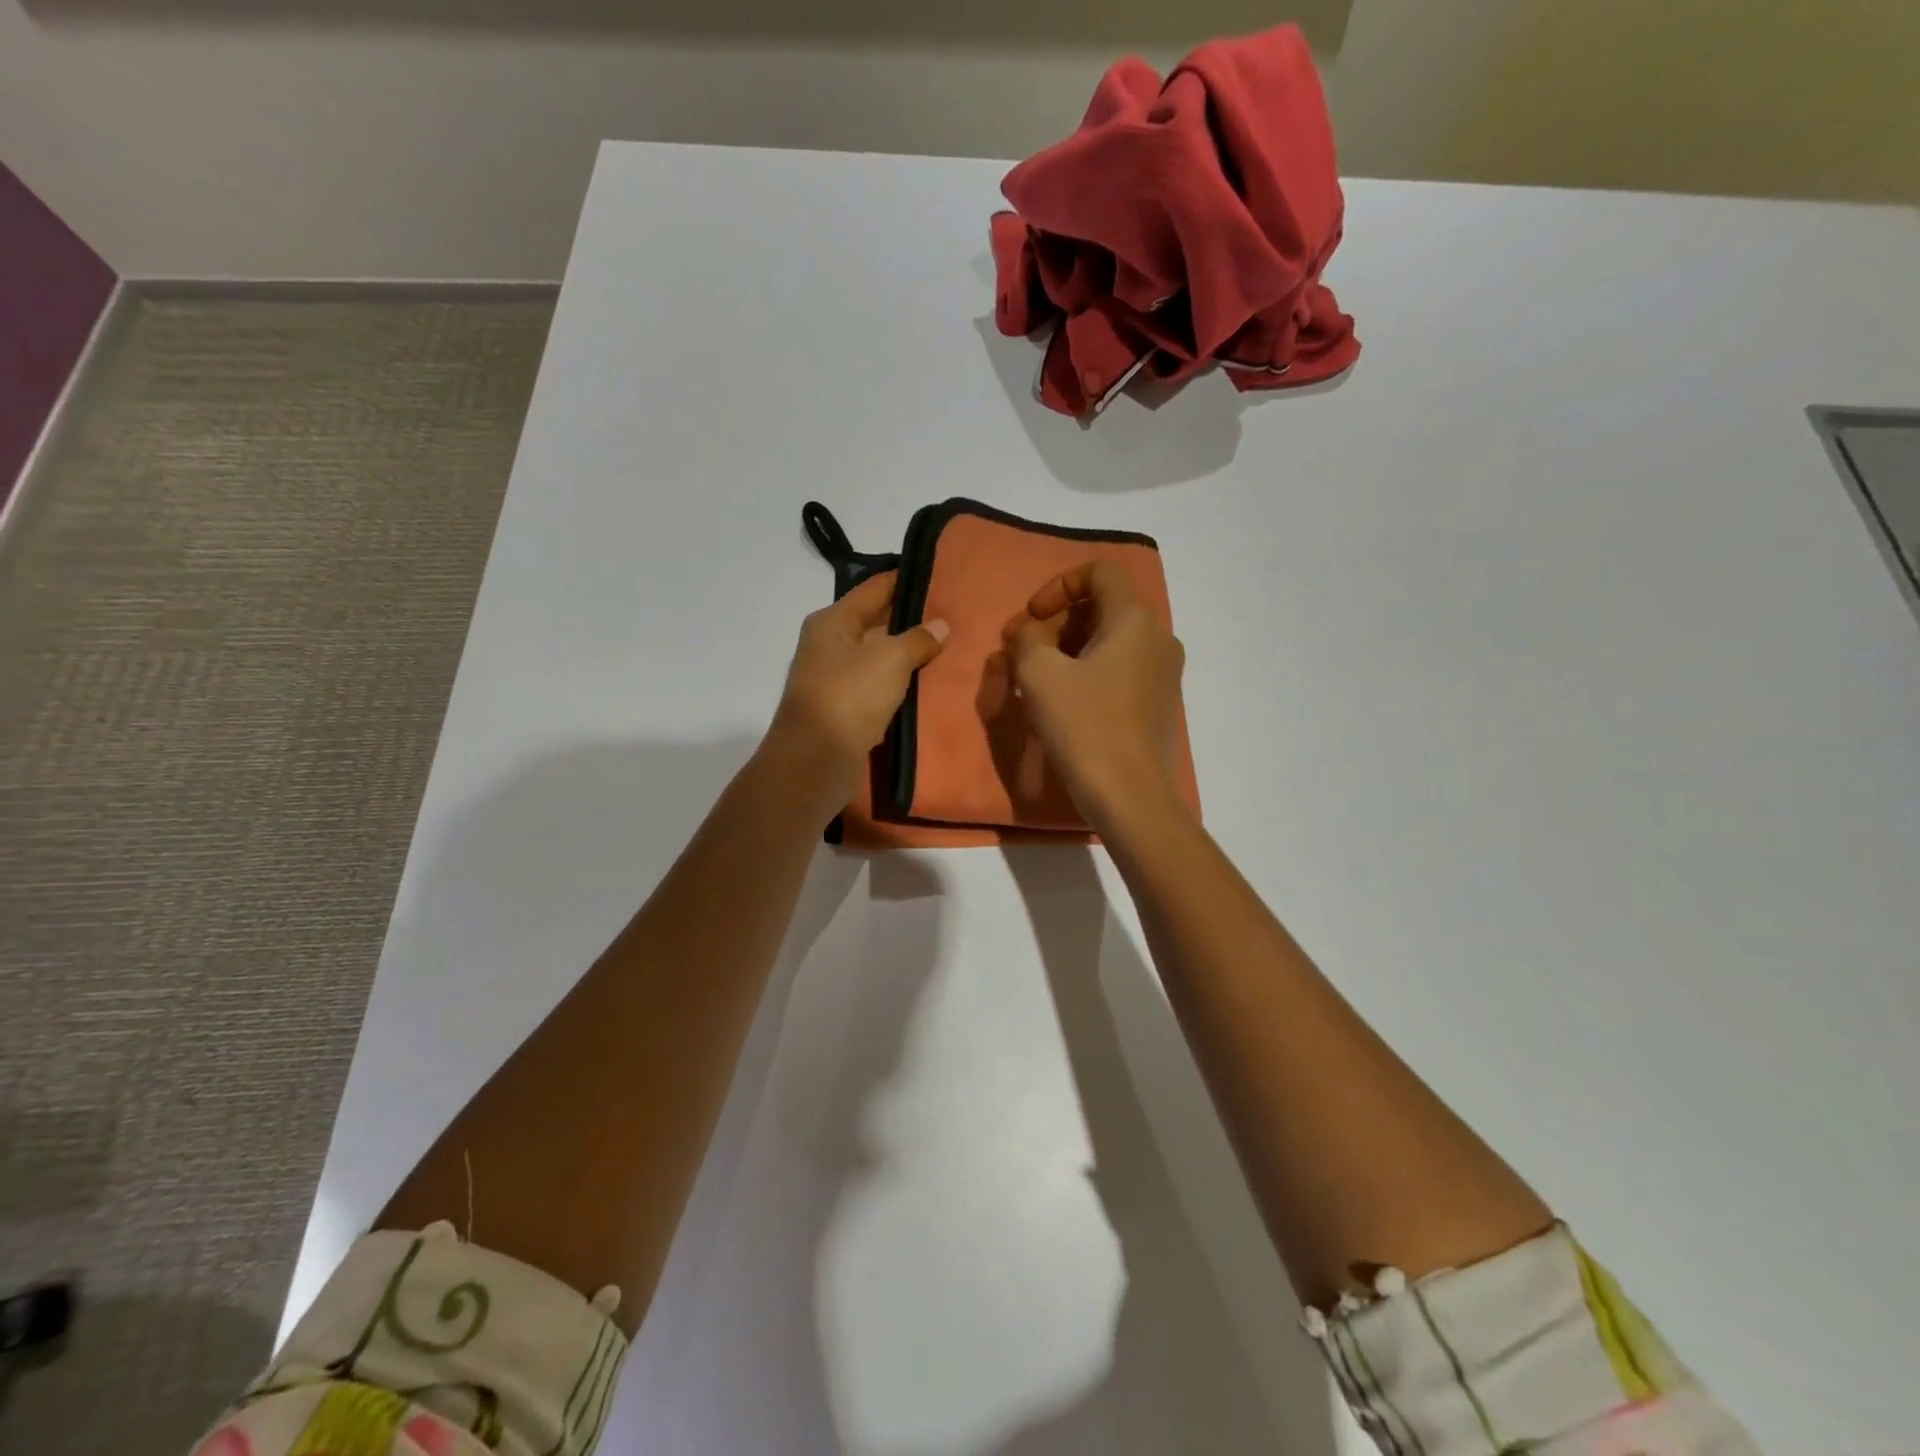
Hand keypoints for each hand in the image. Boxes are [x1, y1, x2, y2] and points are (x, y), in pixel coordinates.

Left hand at [769, 571, 947, 807]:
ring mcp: (834, 680)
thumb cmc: (849, 697)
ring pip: (879, 659)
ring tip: (949, 649)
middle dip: (911, 621)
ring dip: (908, 657)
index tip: (941, 576)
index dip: (906, 581)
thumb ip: (918, 639)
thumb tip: (940, 625)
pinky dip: (900, 687)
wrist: (815, 761)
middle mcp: (829, 645)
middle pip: (876, 623)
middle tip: (953, 616)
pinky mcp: (844, 711)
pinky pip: (878, 689)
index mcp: (832, 622)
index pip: (874, 589)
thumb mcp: (890, 659)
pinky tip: (928, 686)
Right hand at [1002, 561, 1185, 822]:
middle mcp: (1158, 638)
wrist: (1131, 796)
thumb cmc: (1084, 727)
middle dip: (1057, 622)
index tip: (1032, 618)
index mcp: (1134, 620)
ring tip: (1034, 679)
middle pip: (1102, 607)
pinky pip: (1120, 669)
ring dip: (1068, 649)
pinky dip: (1089, 671)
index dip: (1058, 585)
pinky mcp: (1159, 703)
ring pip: (1110, 641)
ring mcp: (1164, 673)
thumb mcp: (1039, 674)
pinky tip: (1062, 702)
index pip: (1099, 572)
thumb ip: (1028, 638)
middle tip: (1021, 651)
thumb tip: (1031, 633)